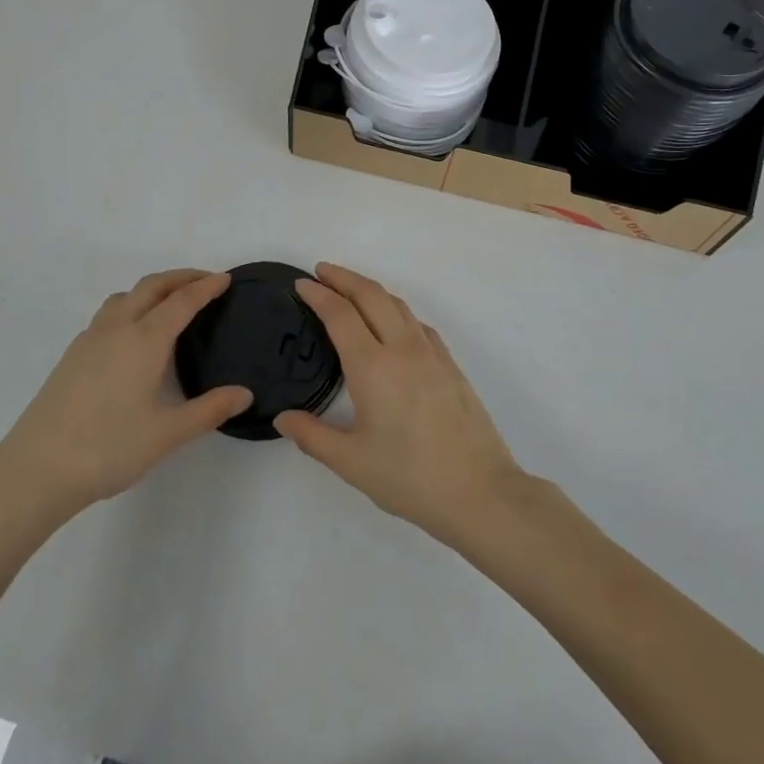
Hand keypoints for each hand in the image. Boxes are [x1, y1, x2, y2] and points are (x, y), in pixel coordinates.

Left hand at [0, 269, 251, 522]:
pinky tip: (132, 336)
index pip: (182, 301)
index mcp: (145, 340)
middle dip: (181, 277)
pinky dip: (130, 306)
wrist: (36, 470)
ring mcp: (90, 340)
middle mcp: (118, 328)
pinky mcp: (72, 355)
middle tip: (205, 281)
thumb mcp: (168, 434)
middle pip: (152, 286)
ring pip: (125, 296)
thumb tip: (244, 393)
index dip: (206, 287)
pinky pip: (108, 314)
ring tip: (170, 303)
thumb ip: (209, 410)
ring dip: (152, 289)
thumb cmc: (109, 448)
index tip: (225, 279)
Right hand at [275, 263, 523, 542]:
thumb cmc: (410, 478)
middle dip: (343, 277)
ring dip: (370, 289)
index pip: (340, 315)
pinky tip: (392, 324)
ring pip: (397, 304)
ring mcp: (431, 353)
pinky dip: (396, 310)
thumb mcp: (352, 463)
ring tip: (351, 290)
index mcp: (373, 367)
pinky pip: (417, 323)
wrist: (480, 491)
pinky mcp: (450, 364)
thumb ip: (313, 436)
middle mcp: (402, 348)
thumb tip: (283, 418)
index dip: (318, 295)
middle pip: (371, 295)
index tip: (301, 284)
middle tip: (321, 271)